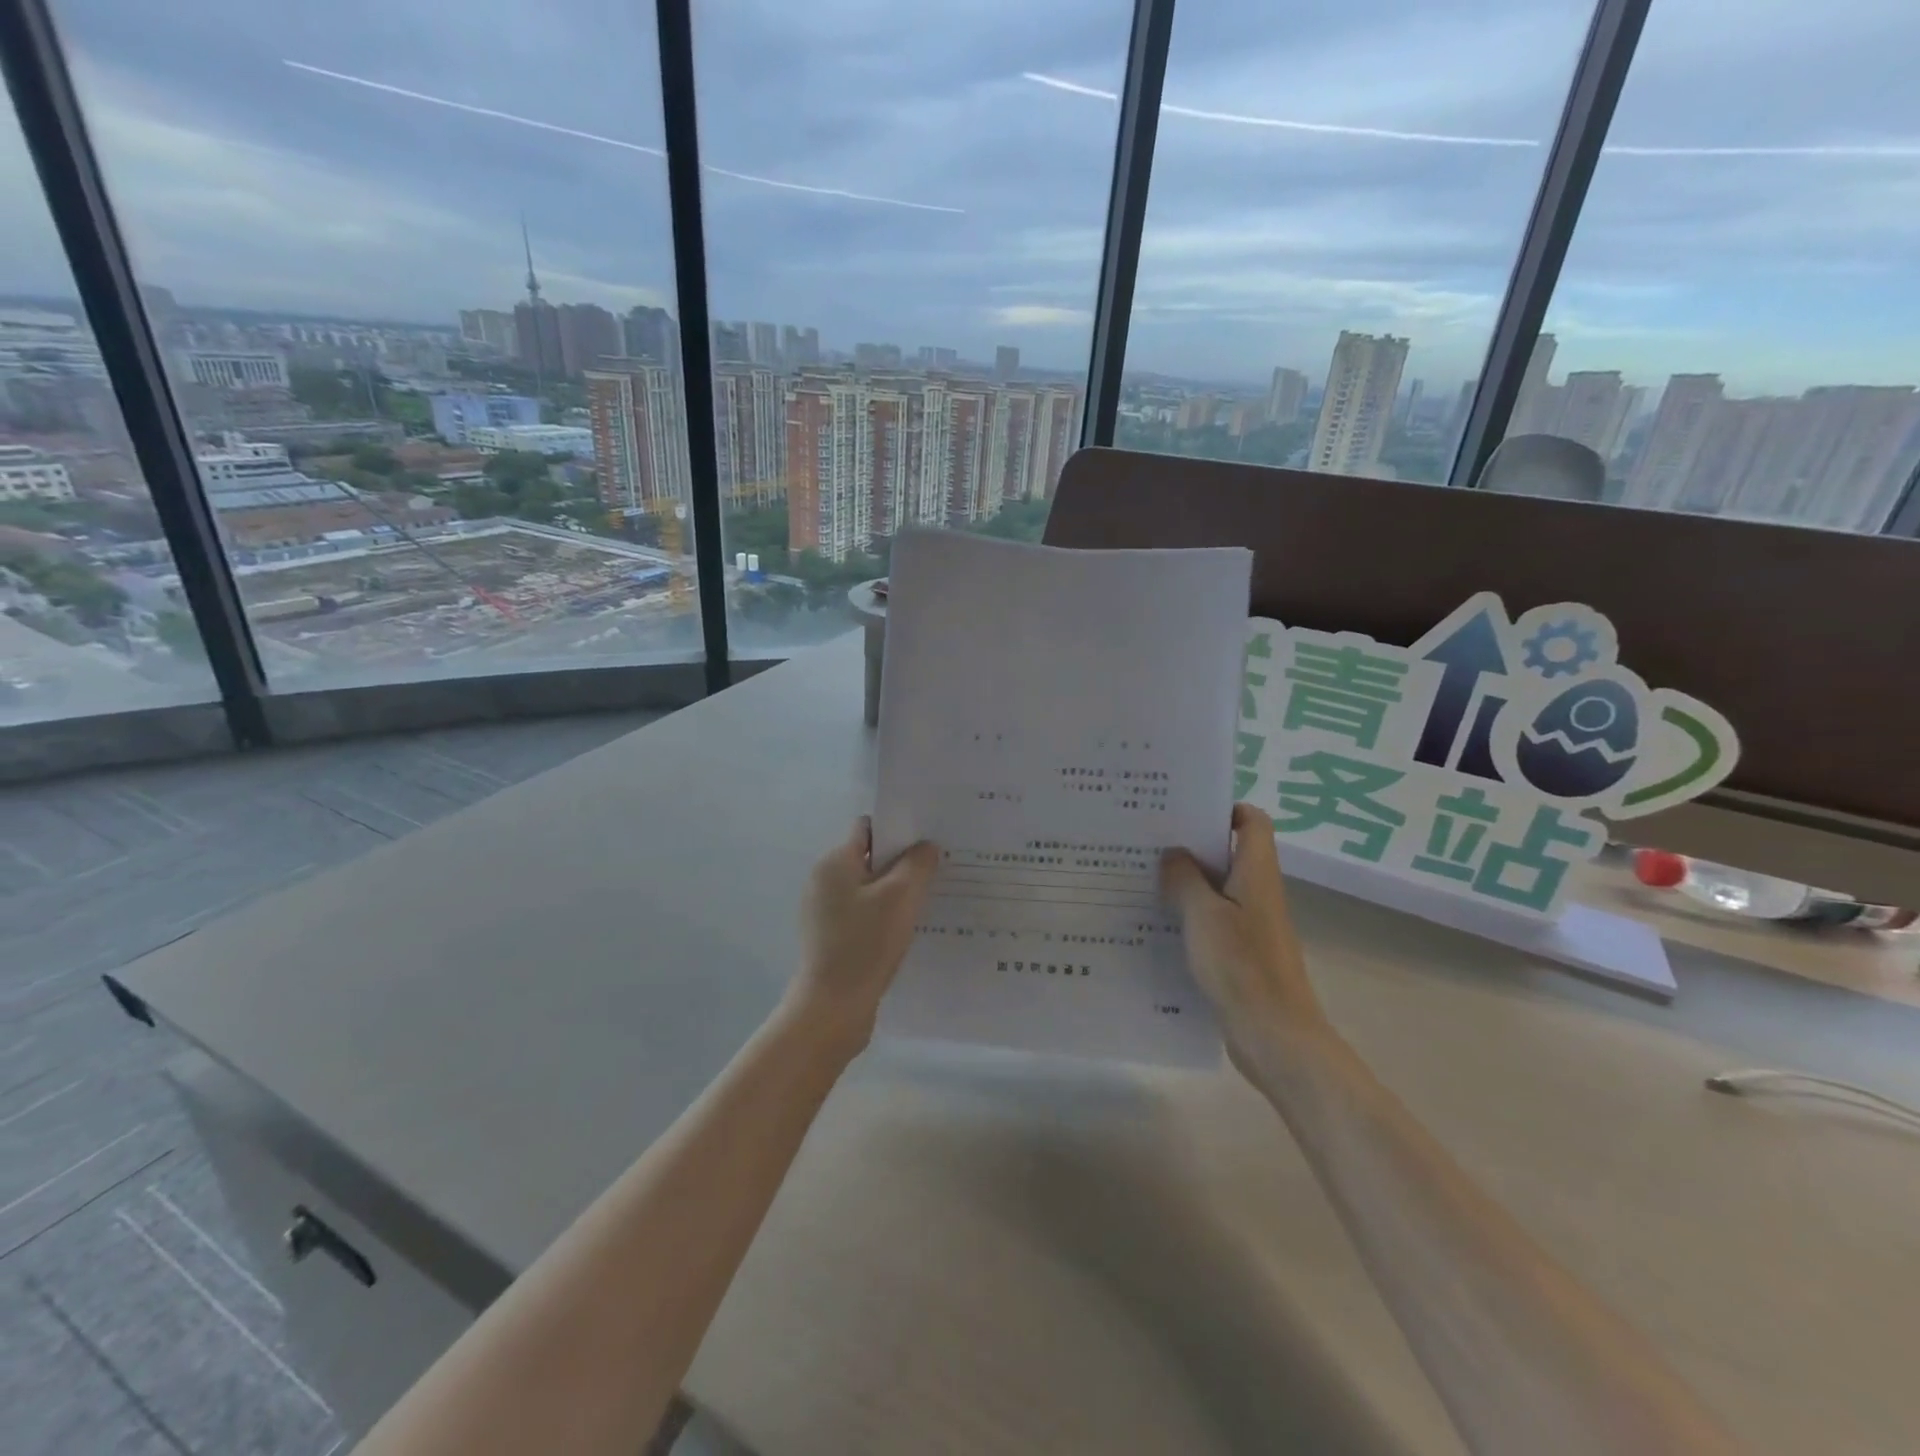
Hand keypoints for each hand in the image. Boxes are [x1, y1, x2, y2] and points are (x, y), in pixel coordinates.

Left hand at [792, 818, 940, 1047]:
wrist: (832, 1009)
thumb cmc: (865, 944)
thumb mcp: (901, 897)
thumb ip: (917, 864)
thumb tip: (925, 846)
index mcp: (834, 862)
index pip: (868, 829)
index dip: (899, 831)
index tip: (929, 842)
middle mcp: (824, 881)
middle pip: (870, 859)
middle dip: (902, 864)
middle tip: (937, 873)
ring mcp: (824, 912)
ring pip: (869, 890)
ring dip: (896, 894)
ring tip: (928, 903)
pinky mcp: (830, 938)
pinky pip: (863, 915)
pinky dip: (884, 918)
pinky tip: (907, 931)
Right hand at [1161, 804, 1325, 1068]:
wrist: (1275, 1036)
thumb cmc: (1242, 967)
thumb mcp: (1204, 916)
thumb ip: (1184, 879)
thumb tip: (1172, 853)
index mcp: (1256, 873)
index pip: (1252, 822)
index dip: (1225, 808)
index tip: (1184, 810)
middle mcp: (1257, 892)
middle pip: (1229, 852)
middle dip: (1192, 843)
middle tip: (1148, 839)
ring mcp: (1250, 924)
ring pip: (1216, 887)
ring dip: (1186, 880)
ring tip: (1141, 875)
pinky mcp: (1240, 952)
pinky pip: (1212, 919)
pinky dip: (1188, 913)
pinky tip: (1155, 920)